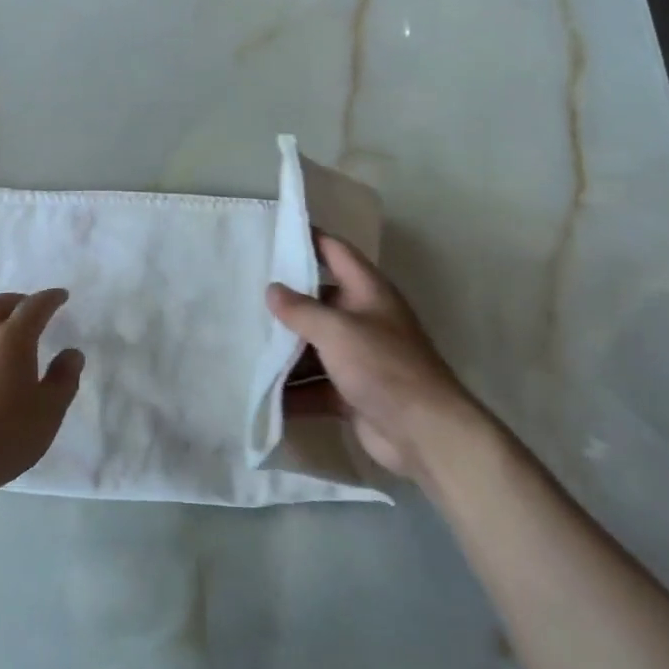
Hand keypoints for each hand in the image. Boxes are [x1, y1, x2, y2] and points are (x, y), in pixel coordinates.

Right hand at [268, 235, 479, 478]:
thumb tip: (272, 289)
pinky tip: (261, 393)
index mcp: (368, 292)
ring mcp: (359, 358)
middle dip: (286, 302)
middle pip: (320, 302)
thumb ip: (301, 310)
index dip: (310, 240)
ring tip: (243, 346)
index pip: (336, 252)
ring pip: (314, 347)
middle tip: (244, 295)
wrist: (425, 434)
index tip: (275, 234)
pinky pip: (315, 385)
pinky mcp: (352, 392)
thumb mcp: (337, 330)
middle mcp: (364, 319)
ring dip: (285, 351)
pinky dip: (293, 390)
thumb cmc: (383, 367)